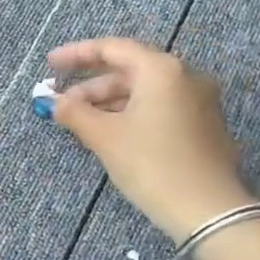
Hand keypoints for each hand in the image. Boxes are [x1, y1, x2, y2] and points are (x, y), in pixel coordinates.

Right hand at [47, 37, 255, 241]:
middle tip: (62, 103)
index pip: (113, 48)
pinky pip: (161, 107)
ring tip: (81, 121)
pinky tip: (112, 132)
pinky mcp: (204, 125)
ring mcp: (200, 101)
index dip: (77, 54)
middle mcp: (185, 76)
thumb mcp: (106, 137)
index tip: (50, 64)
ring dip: (110, 102)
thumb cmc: (152, 165)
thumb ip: (74, 113)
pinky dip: (133, 113)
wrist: (209, 211)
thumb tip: (53, 102)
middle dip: (92, 85)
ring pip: (145, 91)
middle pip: (130, 69)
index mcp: (161, 69)